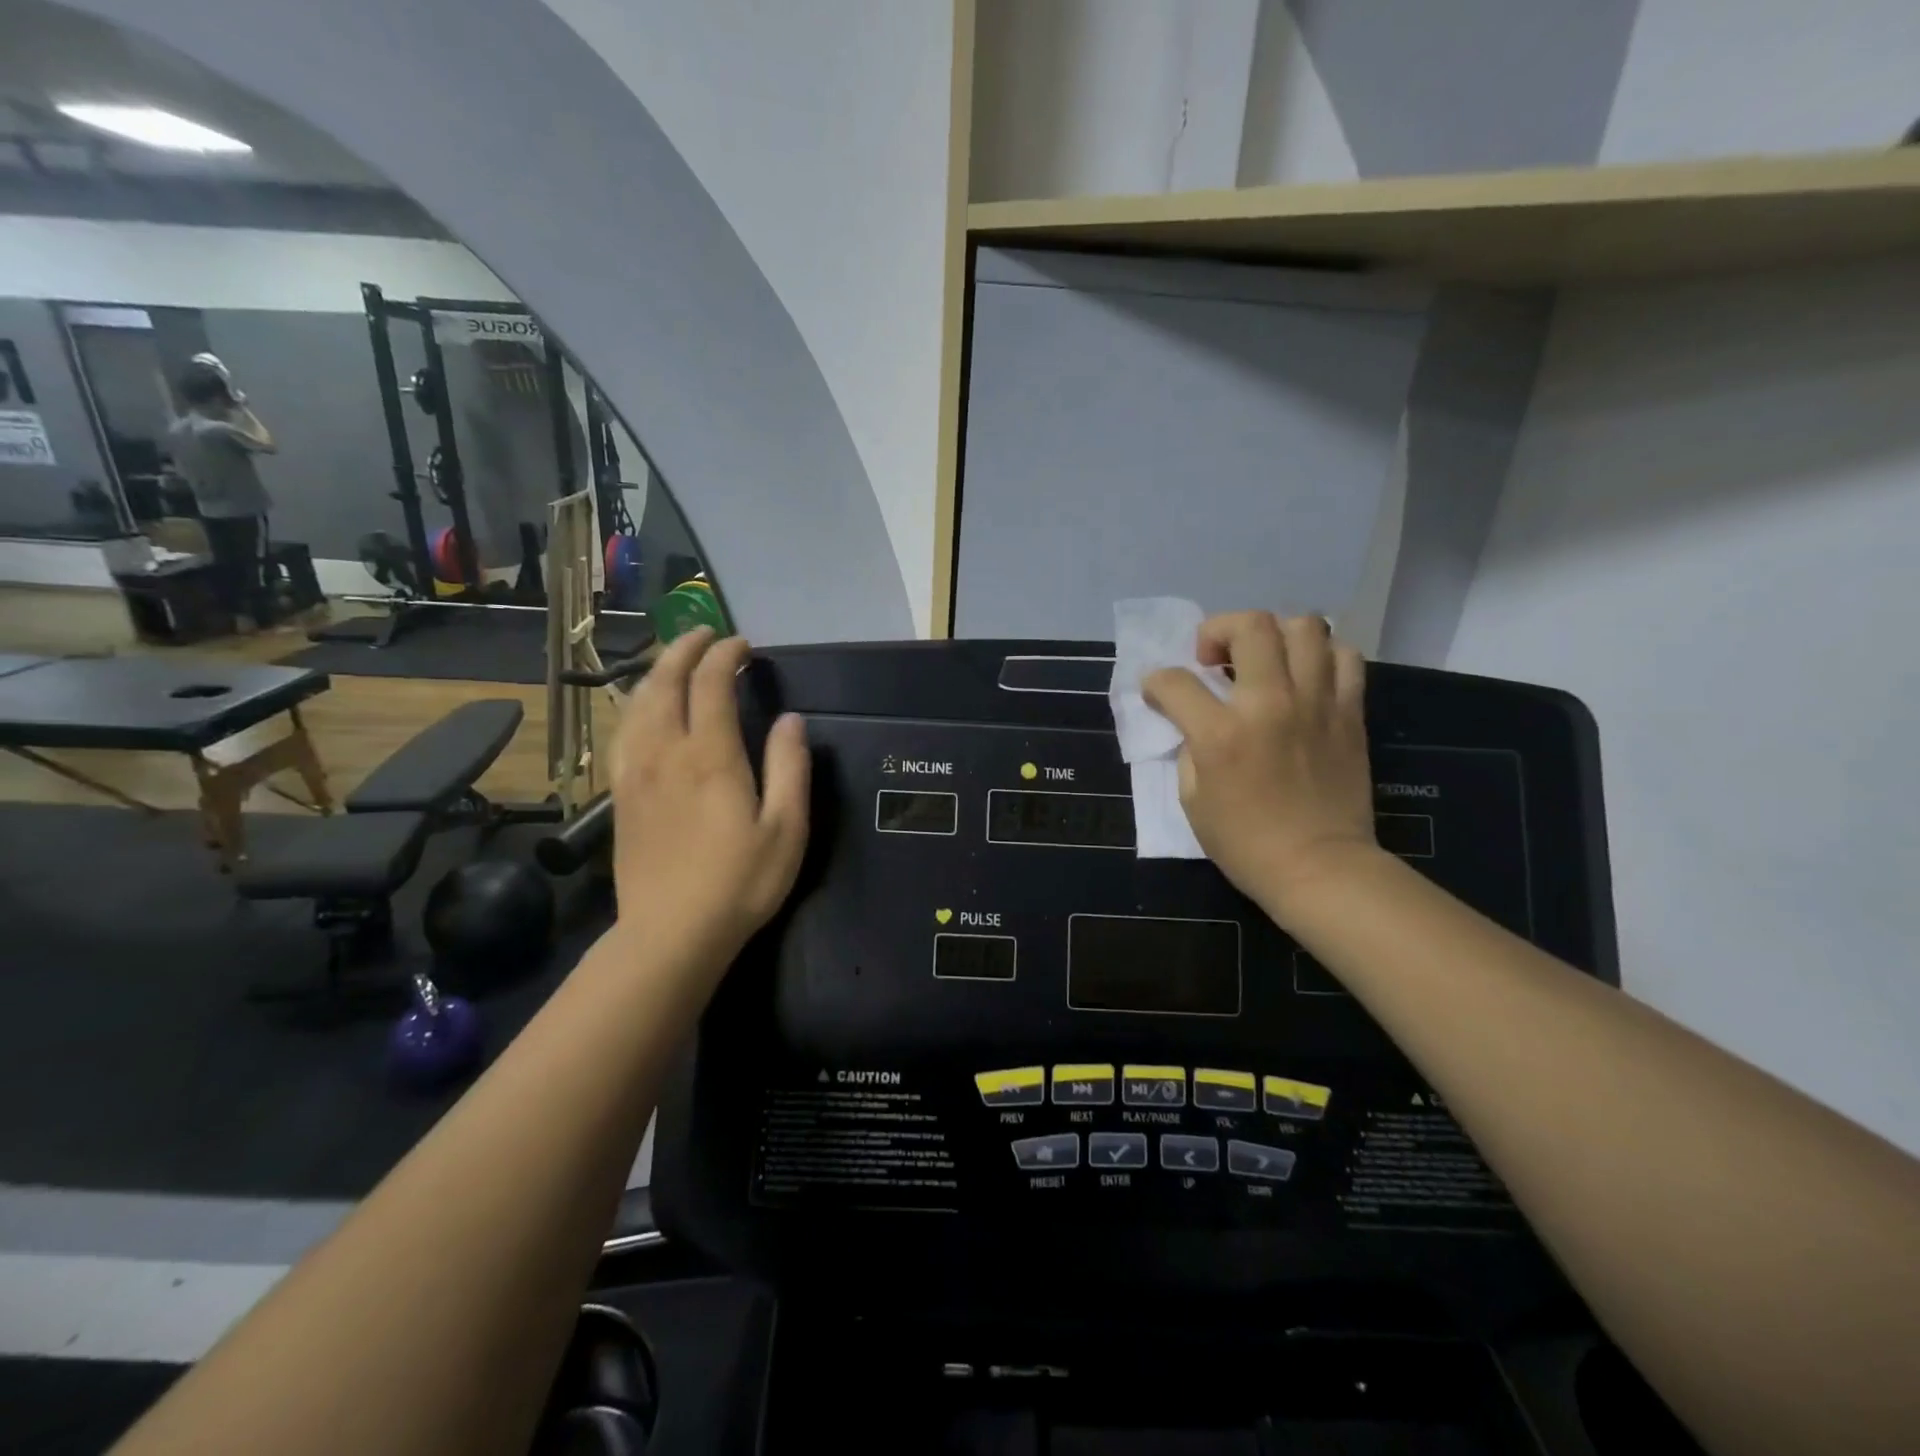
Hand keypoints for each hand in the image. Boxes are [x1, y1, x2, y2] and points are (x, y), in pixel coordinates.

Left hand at [608, 628, 809, 973]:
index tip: (744, 647)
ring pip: (637, 703)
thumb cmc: (740, 883)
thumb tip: (790, 719)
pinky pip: (621, 732)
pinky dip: (634, 706)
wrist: (671, 934)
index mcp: (710, 756)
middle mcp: (666, 752)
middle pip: (664, 681)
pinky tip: (643, 710)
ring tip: (675, 661)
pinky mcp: (620, 794)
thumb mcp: (786, 829)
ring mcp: (635, 772)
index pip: (711, 683)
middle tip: (706, 636)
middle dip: (684, 649)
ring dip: (656, 671)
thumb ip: (790, 767)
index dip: (726, 655)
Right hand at [1144, 612, 1377, 918]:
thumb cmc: (1245, 843)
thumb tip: (1197, 720)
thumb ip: (1191, 747)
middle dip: (1218, 630)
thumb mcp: (1192, 799)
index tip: (1158, 693)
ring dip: (1273, 634)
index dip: (1156, 682)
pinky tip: (1304, 677)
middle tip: (1214, 658)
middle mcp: (1270, 705)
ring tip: (1263, 660)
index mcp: (1221, 734)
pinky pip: (1344, 657)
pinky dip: (1321, 655)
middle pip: (1249, 626)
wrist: (1319, 868)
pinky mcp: (1349, 713)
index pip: (1175, 681)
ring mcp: (1316, 704)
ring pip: (1304, 626)